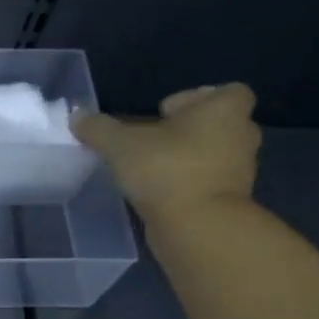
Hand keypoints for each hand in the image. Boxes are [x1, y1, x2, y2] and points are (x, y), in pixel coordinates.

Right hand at [72, 83, 261, 221]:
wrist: (197, 227)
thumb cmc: (166, 169)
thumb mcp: (120, 144)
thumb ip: (98, 128)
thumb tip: (77, 117)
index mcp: (225, 110)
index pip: (227, 91)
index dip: (196, 98)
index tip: (164, 113)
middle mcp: (241, 135)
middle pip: (218, 124)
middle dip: (188, 130)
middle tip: (154, 140)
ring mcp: (240, 171)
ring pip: (214, 155)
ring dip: (188, 158)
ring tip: (151, 169)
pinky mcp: (231, 202)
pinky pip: (209, 183)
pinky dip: (189, 185)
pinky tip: (159, 193)